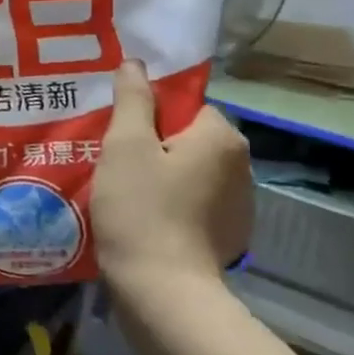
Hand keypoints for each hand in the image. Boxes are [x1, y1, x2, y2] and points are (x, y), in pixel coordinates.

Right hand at [91, 61, 252, 305]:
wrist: (163, 290)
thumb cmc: (141, 208)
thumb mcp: (125, 145)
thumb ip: (133, 100)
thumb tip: (136, 64)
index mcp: (221, 137)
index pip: (184, 105)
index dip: (148, 114)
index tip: (117, 131)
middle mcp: (241, 166)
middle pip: (187, 137)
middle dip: (152, 144)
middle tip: (112, 158)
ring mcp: (239, 205)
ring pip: (190, 171)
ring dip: (162, 174)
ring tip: (123, 189)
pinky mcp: (228, 236)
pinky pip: (194, 202)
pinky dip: (171, 203)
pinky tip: (143, 217)